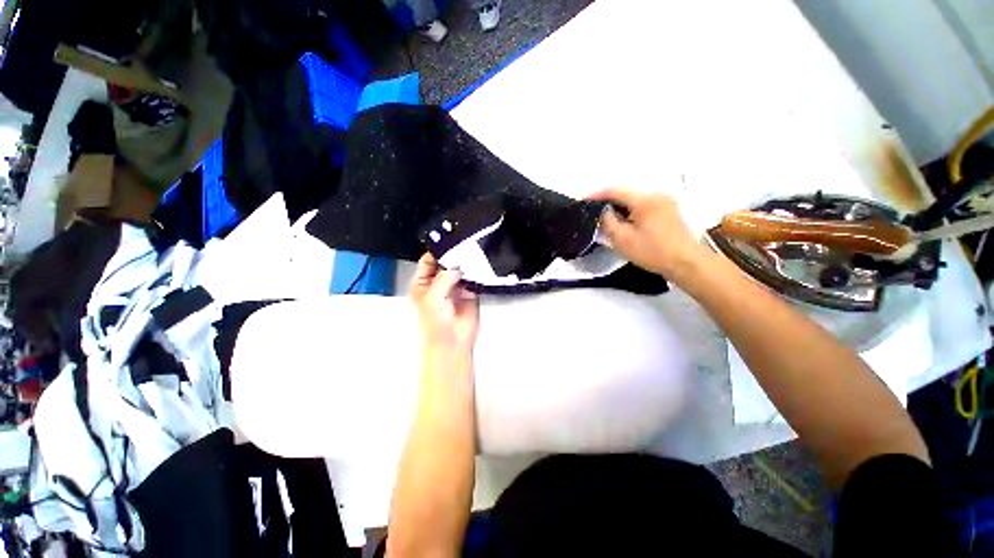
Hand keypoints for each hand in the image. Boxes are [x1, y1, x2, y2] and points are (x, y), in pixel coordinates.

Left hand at [410, 253, 479, 355]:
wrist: (453, 342)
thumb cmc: (435, 324)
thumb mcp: (433, 297)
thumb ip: (444, 278)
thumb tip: (456, 265)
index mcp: (423, 282)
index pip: (428, 259)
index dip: (436, 250)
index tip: (448, 241)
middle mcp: (438, 282)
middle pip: (446, 262)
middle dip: (453, 256)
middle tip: (463, 247)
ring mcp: (454, 286)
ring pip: (460, 268)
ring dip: (465, 264)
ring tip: (472, 255)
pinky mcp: (469, 291)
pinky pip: (472, 277)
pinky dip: (475, 272)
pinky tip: (478, 267)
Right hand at [588, 188, 711, 283]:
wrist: (686, 263)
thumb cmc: (652, 251)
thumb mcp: (623, 239)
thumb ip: (608, 222)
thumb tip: (602, 211)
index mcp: (644, 200)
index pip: (615, 191)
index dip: (597, 195)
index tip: (584, 201)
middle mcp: (656, 195)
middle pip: (626, 194)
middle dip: (608, 202)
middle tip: (593, 213)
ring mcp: (665, 202)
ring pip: (635, 200)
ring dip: (620, 207)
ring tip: (606, 218)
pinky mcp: (669, 211)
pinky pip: (644, 206)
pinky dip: (631, 211)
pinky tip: (624, 222)